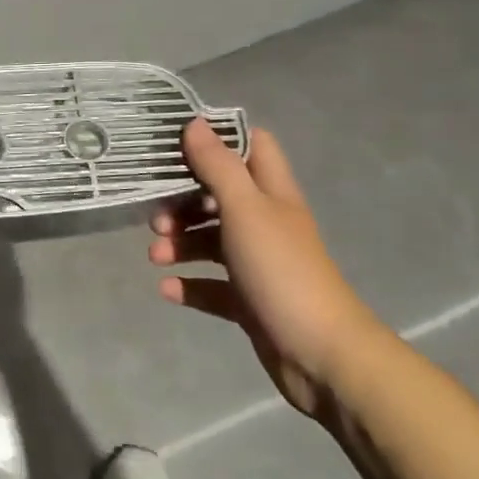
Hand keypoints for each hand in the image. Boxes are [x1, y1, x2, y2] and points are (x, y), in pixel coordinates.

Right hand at [150, 119, 386, 418]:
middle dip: (184, 202)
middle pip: (219, 196)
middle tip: (156, 216)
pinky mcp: (249, 301)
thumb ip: (218, 166)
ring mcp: (258, 264)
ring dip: (180, 244)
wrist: (322, 355)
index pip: (251, 147)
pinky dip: (188, 284)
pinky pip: (212, 285)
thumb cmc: (282, 270)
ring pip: (211, 241)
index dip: (217, 140)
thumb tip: (195, 123)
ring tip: (156, 257)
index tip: (177, 144)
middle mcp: (266, 223)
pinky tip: (166, 288)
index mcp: (272, 194)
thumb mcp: (245, 209)